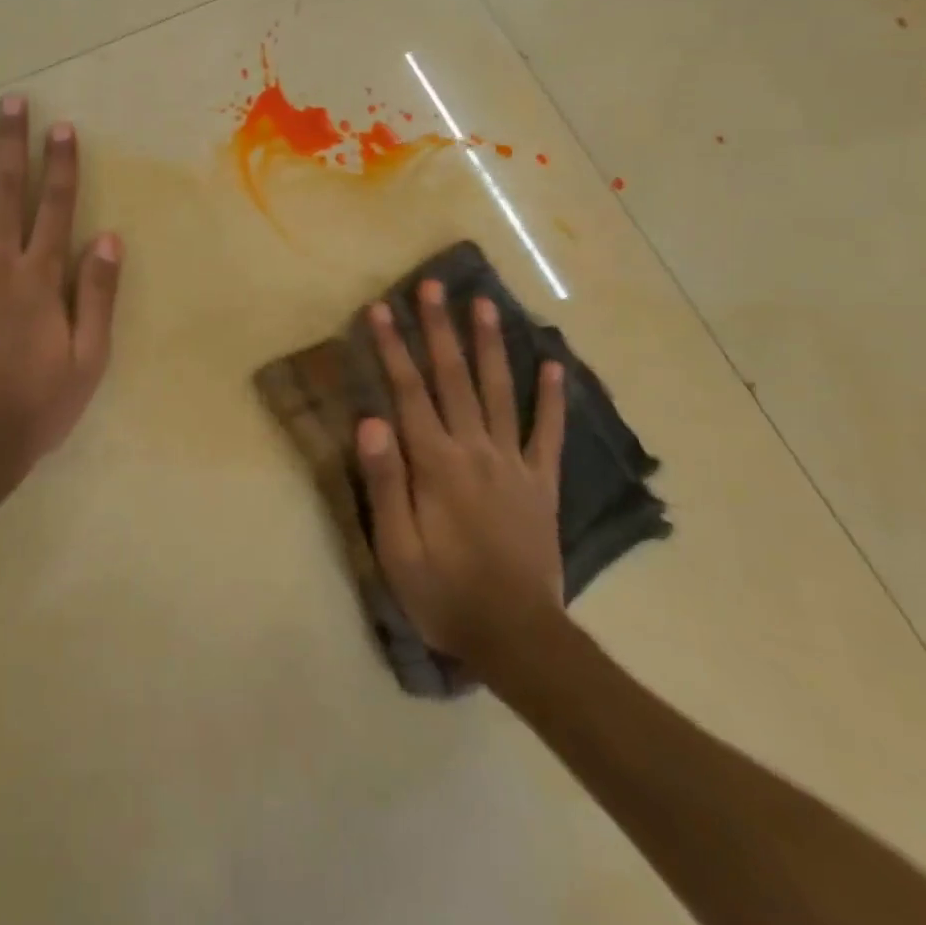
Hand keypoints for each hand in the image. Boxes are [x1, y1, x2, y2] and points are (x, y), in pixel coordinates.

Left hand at [0, 95, 121, 488]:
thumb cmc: (34, 406)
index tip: (61, 128)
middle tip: (11, 101)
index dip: (60, 165)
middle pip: (4, 190)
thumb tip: (109, 239)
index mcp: (39, 279)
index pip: (55, 207)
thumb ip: (97, 296)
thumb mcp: (88, 360)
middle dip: (10, 142)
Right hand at [356, 281, 567, 690]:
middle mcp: (475, 450)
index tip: (381, 308)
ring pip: (500, 391)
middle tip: (433, 286)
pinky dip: (552, 397)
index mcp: (436, 464)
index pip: (409, 392)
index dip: (393, 347)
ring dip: (490, 345)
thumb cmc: (445, 593)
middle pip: (454, 378)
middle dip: (440, 328)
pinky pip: (549, 433)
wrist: (518, 639)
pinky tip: (554, 364)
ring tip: (486, 304)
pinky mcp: (542, 483)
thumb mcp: (396, 548)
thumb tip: (371, 419)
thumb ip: (385, 482)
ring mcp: (514, 463)